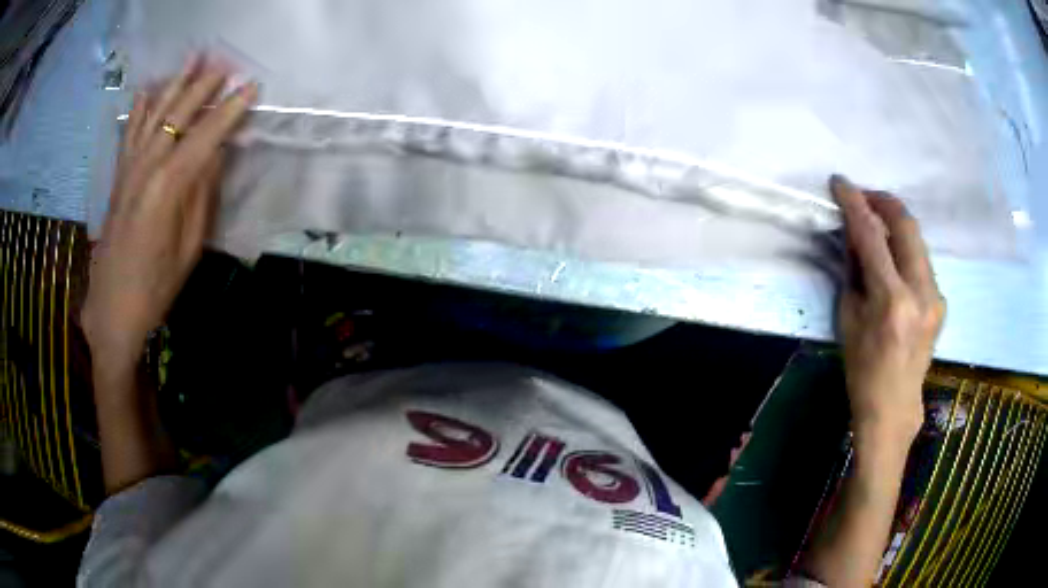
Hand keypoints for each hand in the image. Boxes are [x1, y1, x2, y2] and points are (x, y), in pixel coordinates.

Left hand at [83, 56, 257, 365]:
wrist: (113, 308)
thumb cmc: (156, 286)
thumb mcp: (189, 247)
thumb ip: (202, 194)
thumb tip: (216, 154)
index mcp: (167, 188)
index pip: (205, 136)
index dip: (230, 110)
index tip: (252, 87)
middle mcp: (146, 168)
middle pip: (178, 115)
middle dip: (203, 85)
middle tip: (226, 62)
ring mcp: (128, 169)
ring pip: (153, 114)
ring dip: (174, 84)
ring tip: (193, 58)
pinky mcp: (118, 177)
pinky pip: (129, 132)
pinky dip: (139, 108)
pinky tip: (147, 89)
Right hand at [831, 175, 944, 447]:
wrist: (893, 407)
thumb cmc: (862, 369)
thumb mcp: (848, 318)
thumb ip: (854, 270)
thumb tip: (853, 234)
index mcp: (891, 300)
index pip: (871, 235)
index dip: (854, 203)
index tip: (840, 182)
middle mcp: (920, 292)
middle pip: (906, 225)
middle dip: (883, 201)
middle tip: (864, 195)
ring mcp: (936, 296)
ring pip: (917, 240)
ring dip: (895, 224)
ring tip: (876, 224)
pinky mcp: (941, 301)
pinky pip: (922, 261)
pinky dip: (905, 250)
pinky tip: (893, 259)